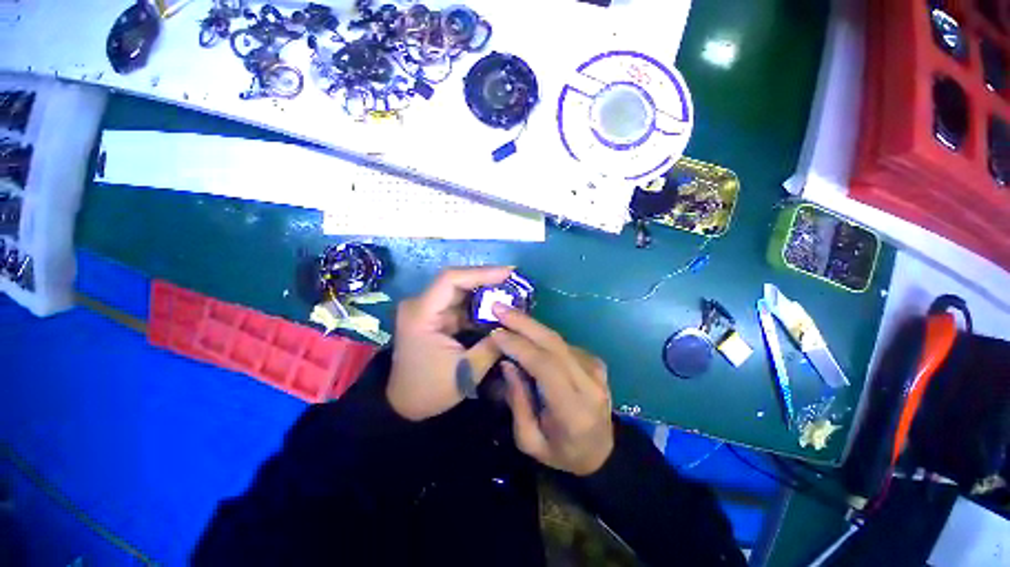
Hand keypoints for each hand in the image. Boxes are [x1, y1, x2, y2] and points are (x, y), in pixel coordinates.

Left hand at [387, 266, 512, 420]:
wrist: (404, 405)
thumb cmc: (430, 390)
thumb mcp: (466, 372)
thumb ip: (492, 346)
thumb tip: (513, 327)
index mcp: (421, 314)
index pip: (450, 279)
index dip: (481, 272)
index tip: (508, 273)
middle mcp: (420, 304)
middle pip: (456, 281)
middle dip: (487, 279)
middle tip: (514, 282)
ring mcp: (427, 309)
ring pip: (460, 290)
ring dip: (485, 290)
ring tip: (511, 292)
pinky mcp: (435, 317)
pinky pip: (460, 303)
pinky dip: (479, 304)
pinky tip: (497, 306)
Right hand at [490, 305, 614, 475]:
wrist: (602, 452)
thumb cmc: (562, 452)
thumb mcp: (530, 440)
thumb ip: (517, 401)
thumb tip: (507, 362)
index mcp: (573, 409)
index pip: (545, 366)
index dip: (519, 345)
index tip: (495, 332)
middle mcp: (589, 383)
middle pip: (553, 343)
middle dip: (523, 322)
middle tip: (499, 307)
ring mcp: (595, 369)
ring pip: (557, 339)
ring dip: (530, 325)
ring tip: (507, 315)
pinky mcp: (595, 362)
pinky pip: (563, 344)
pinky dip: (541, 335)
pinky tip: (525, 332)